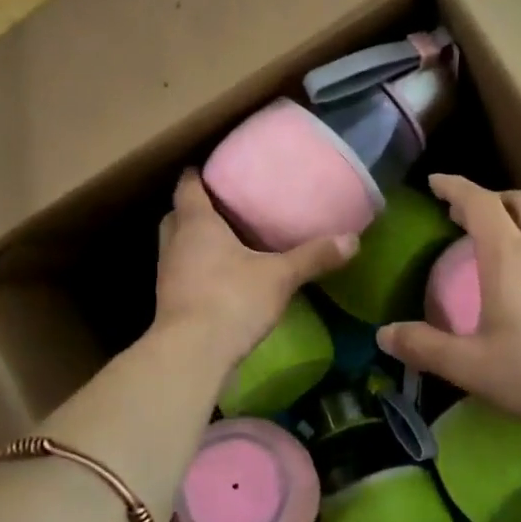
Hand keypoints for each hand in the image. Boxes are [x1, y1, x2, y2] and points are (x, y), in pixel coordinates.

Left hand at [155, 170, 356, 372]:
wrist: (192, 354)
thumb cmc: (232, 299)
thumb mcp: (280, 276)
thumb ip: (313, 256)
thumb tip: (353, 240)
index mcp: (196, 222)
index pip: (188, 184)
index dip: (199, 173)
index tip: (217, 168)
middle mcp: (175, 242)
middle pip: (177, 213)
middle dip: (196, 207)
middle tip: (225, 204)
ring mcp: (168, 273)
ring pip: (178, 244)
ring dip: (195, 240)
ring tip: (227, 239)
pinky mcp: (170, 302)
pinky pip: (183, 272)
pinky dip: (198, 268)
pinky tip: (223, 277)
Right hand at [378, 175, 520, 444]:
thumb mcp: (471, 366)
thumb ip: (425, 348)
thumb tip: (384, 334)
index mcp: (509, 256)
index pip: (480, 202)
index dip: (455, 187)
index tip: (435, 182)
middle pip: (520, 201)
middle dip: (490, 199)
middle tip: (464, 215)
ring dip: (518, 220)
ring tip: (498, 243)